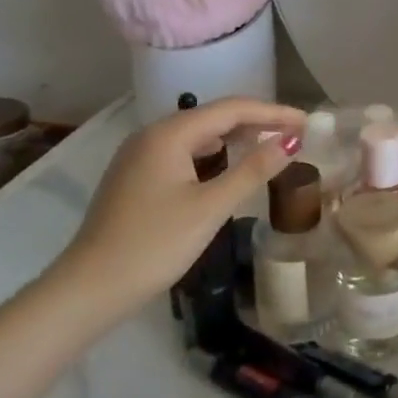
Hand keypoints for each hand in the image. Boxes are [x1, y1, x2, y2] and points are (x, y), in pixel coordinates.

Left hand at [53, 98, 304, 317]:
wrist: (90, 287)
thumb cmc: (154, 244)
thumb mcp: (210, 207)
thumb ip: (252, 171)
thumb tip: (290, 142)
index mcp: (169, 134)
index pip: (232, 109)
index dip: (273, 112)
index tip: (307, 122)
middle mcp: (152, 135)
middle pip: (214, 117)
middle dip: (257, 121)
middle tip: (296, 132)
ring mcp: (140, 156)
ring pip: (199, 135)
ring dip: (236, 137)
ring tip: (270, 145)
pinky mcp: (136, 177)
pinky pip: (185, 152)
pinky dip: (215, 153)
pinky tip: (230, 166)